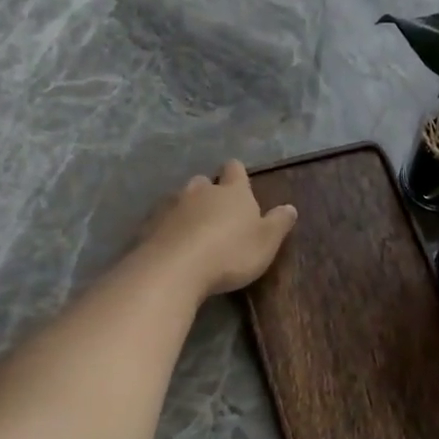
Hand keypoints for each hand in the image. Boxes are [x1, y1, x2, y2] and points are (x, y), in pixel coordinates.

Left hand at [140, 160, 297, 296]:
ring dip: (187, 210)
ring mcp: (171, 206)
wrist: (174, 269)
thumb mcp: (266, 242)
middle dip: (209, 192)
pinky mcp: (149, 225)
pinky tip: (172, 246)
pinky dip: (168, 229)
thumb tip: (290, 207)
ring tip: (193, 232)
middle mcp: (200, 191)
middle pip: (204, 182)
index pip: (235, 170)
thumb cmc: (230, 253)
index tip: (239, 183)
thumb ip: (279, 223)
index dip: (237, 174)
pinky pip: (161, 220)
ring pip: (180, 199)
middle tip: (216, 214)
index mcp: (232, 192)